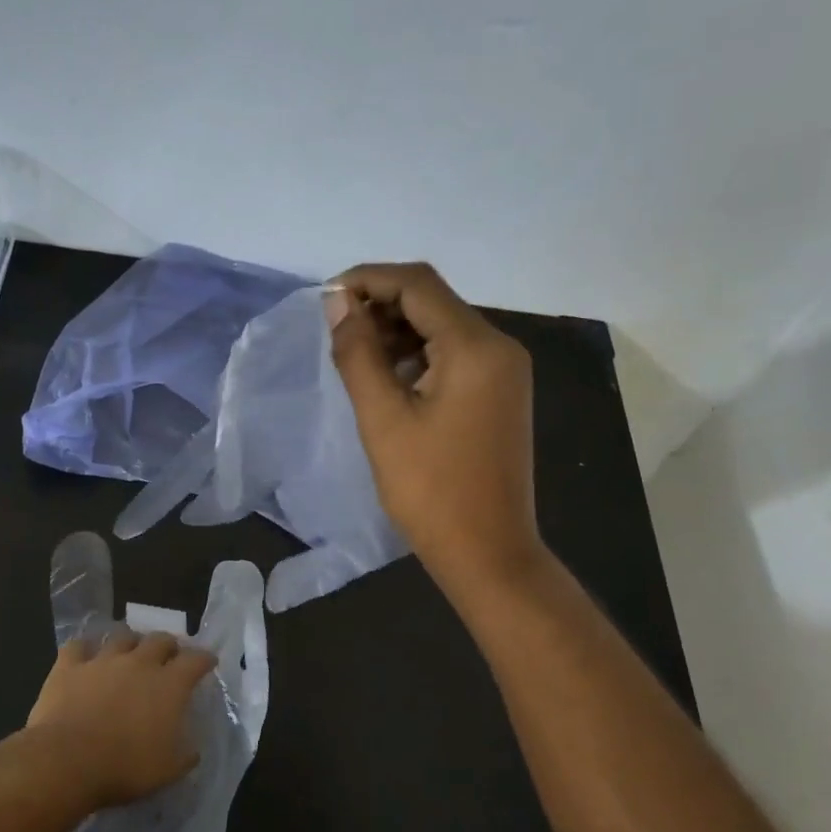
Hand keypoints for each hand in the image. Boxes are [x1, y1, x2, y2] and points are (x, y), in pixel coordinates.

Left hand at [24, 629, 215, 808]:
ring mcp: (102, 660)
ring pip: (122, 637)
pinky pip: (78, 646)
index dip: (204, 659)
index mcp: (169, 685)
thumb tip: (192, 750)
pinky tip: (85, 656)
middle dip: (168, 645)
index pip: (196, 660)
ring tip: (130, 652)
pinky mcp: (69, 666)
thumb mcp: (167, 771)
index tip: (208, 661)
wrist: (67, 761)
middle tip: (168, 656)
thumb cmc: (124, 768)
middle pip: (160, 640)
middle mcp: (139, 663)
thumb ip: (184, 756)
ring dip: (130, 642)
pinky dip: (85, 649)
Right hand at [327, 262, 545, 595]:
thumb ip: (358, 354)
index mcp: (476, 347)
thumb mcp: (383, 419)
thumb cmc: (430, 490)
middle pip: (433, 301)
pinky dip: (417, 356)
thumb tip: (338, 303)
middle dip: (381, 306)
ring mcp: (504, 372)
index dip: (368, 280)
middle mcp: (499, 347)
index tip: (326, 300)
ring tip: (355, 359)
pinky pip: (454, 357)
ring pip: (443, 328)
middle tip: (337, 335)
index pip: (417, 284)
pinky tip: (388, 380)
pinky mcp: (499, 395)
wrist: (488, 552)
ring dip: (397, 332)